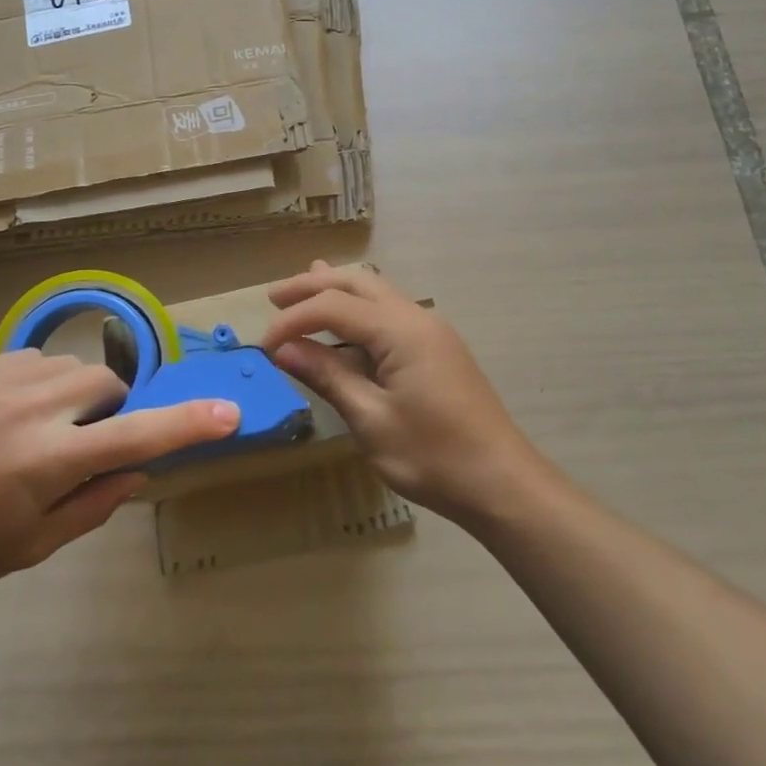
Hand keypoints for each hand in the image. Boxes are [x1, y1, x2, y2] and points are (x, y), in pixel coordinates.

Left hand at [0, 350, 238, 600]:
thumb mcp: (33, 545)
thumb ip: (95, 505)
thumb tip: (139, 471)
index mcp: (48, 461)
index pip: (136, 437)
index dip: (187, 424)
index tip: (228, 413)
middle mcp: (31, 408)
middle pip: (107, 384)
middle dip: (109, 411)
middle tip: (80, 445)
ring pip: (72, 367)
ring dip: (75, 395)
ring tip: (37, 429)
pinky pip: (33, 360)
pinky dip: (39, 384)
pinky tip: (5, 415)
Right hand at [260, 261, 544, 525]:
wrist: (501, 482)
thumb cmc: (433, 456)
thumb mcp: (371, 420)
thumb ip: (328, 376)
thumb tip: (284, 349)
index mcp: (401, 331)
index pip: (333, 306)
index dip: (293, 320)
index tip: (263, 346)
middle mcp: (417, 318)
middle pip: (357, 283)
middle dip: (313, 285)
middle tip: (274, 297)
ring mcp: (431, 331)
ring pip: (376, 292)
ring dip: (337, 292)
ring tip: (300, 293)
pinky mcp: (437, 348)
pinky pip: (390, 312)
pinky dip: (359, 310)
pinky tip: (345, 322)